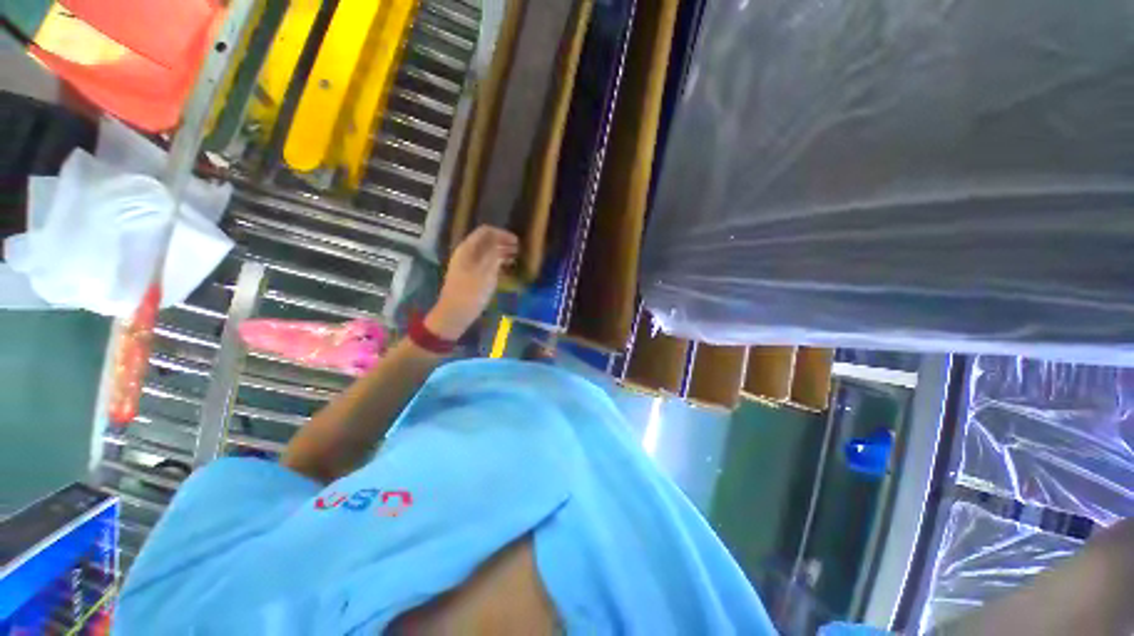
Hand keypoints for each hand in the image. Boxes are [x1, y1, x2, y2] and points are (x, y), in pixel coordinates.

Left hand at [426, 226, 518, 339]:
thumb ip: (494, 254)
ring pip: (487, 253)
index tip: (517, 241)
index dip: (502, 234)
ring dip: (501, 253)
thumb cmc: (471, 293)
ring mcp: (468, 265)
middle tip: (519, 250)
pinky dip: (497, 263)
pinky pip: (486, 264)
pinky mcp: (471, 276)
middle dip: (503, 242)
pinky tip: (506, 269)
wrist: (455, 314)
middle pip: (486, 241)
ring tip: (515, 258)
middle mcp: (467, 253)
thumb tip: (503, 242)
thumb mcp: (486, 272)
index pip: (486, 232)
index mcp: (467, 249)